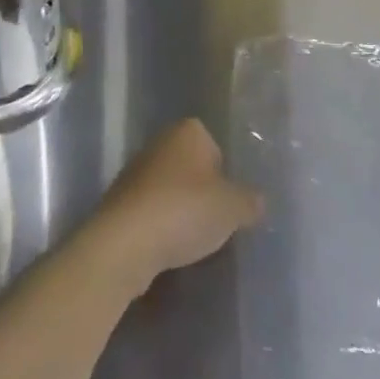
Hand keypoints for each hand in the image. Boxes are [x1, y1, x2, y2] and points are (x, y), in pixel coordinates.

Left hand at [79, 119, 263, 299]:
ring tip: (193, 240)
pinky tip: (169, 247)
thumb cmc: (185, 210)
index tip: (230, 202)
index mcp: (188, 131)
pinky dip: (162, 226)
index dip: (226, 176)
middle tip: (216, 223)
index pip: (216, 146)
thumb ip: (250, 201)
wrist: (126, 241)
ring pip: (172, 190)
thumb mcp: (232, 208)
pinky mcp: (122, 199)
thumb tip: (257, 201)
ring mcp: (137, 169)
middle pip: (193, 168)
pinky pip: (153, 210)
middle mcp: (160, 141)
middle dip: (204, 193)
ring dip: (182, 211)